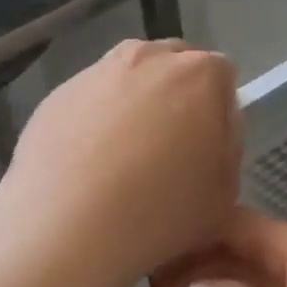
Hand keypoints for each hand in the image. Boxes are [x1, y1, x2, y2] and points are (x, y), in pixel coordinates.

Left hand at [0, 40, 240, 286]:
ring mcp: (98, 72)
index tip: (207, 149)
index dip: (219, 113)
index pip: (224, 77)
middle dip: (179, 97)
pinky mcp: (57, 94)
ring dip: (137, 105)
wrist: (64, 228)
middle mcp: (149, 58)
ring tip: (124, 159)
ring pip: (131, 79)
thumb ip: (228, 146)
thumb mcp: (225, 193)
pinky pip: (92, 99)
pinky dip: (96, 120)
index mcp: (200, 74)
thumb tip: (212, 127)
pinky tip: (88, 164)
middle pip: (175, 66)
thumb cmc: (159, 213)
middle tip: (170, 150)